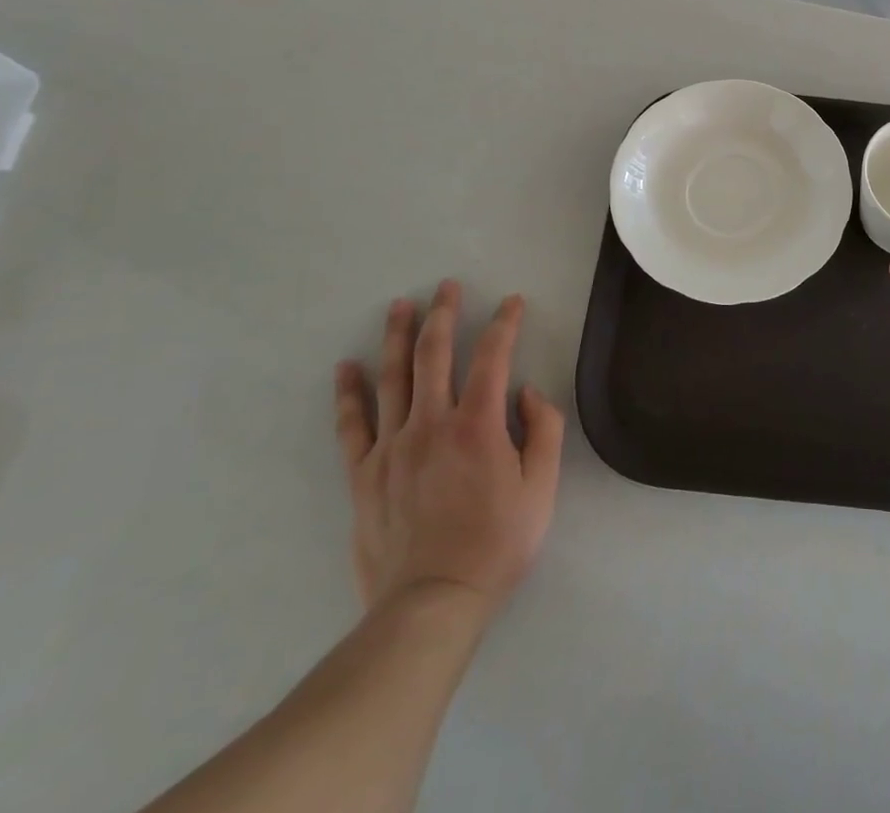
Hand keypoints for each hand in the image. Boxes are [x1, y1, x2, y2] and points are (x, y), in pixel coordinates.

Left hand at [334, 281, 564, 614]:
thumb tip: (526, 392)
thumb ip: (542, 432)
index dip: (504, 323)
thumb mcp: (541, 489)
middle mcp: (431, 423)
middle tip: (447, 285)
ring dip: (398, 336)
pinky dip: (349, 393)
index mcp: (478, 425)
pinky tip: (346, 367)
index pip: (493, 356)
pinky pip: (352, 425)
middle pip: (435, 354)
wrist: (431, 605)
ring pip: (393, 377)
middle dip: (444, 313)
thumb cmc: (495, 544)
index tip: (512, 302)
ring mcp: (392, 447)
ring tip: (400, 305)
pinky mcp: (364, 474)